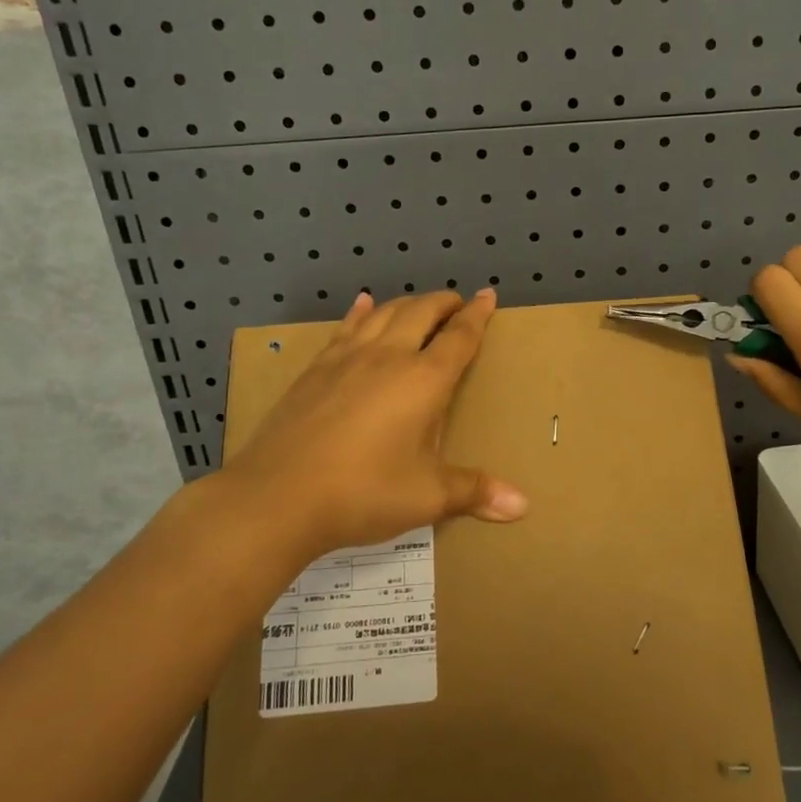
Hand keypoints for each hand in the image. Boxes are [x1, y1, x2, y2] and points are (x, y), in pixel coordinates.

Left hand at [218, 288, 528, 561]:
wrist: (277, 497)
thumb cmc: (364, 493)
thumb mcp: (428, 497)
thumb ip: (475, 492)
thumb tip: (523, 506)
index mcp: (424, 381)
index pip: (459, 337)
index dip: (477, 315)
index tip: (487, 295)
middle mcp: (388, 357)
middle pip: (421, 313)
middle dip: (443, 303)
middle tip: (457, 303)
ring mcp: (346, 359)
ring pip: (384, 313)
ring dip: (407, 303)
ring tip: (419, 305)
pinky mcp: (315, 370)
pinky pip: (346, 328)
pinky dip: (361, 312)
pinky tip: (362, 305)